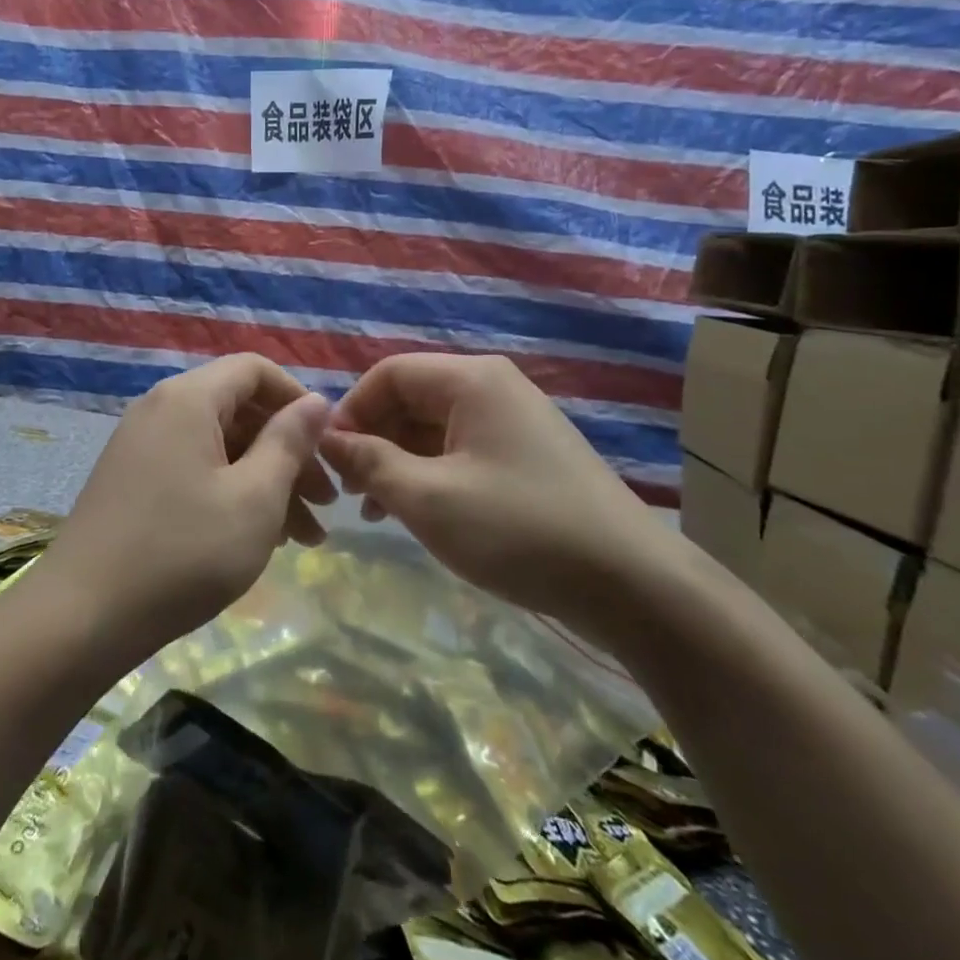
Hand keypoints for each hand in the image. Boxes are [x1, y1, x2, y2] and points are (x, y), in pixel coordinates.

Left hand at [38, 355, 333, 661]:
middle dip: (288, 452)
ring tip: (303, 537)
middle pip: (239, 410)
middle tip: (326, 505)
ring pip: (219, 446)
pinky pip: (194, 469)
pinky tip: (257, 538)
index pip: (254, 369)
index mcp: (188, 398)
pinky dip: (230, 492)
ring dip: (265, 481)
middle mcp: (161, 408)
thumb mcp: (254, 498)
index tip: (328, 446)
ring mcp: (141, 445)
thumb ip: (289, 442)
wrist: (82, 617)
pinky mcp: (132, 480)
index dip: (298, 399)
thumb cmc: (183, 553)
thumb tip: (316, 402)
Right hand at [317, 354, 674, 641]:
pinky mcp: (527, 456)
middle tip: (351, 491)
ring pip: (434, 428)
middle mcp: (493, 388)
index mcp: (471, 380)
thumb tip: (327, 440)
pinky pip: (461, 451)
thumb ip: (369, 463)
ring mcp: (514, 422)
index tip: (329, 460)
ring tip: (376, 510)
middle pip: (411, 398)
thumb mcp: (428, 498)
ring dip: (398, 462)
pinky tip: (417, 513)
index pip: (388, 374)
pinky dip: (431, 475)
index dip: (351, 411)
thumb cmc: (519, 529)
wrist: (632, 585)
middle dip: (373, 439)